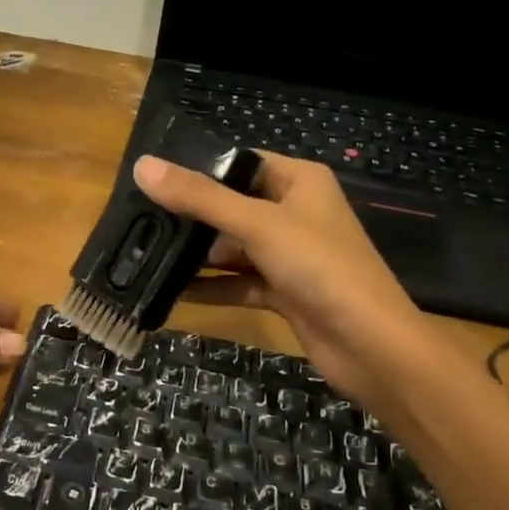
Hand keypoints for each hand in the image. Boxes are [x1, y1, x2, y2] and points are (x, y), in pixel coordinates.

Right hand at [133, 152, 425, 395]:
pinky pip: (239, 282)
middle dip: (190, 216)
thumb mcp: (257, 224)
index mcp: (299, 181)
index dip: (198, 168)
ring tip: (144, 253)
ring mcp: (290, 254)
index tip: (151, 177)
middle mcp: (294, 212)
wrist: (371, 346)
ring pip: (233, 247)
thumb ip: (199, 198)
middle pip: (231, 206)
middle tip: (137, 218)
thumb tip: (143, 166)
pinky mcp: (284, 291)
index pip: (239, 163)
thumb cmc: (320, 267)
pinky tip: (170, 291)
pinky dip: (211, 287)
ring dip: (196, 255)